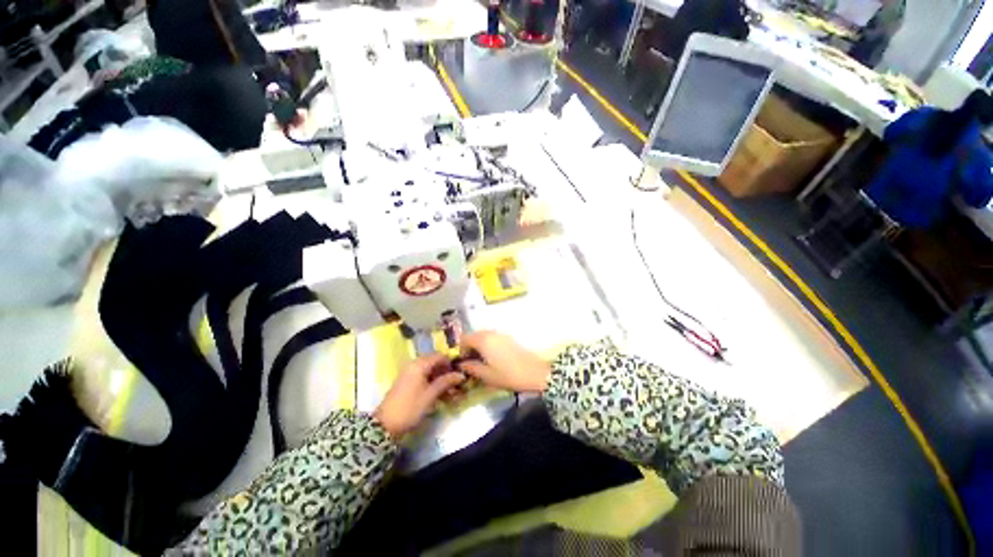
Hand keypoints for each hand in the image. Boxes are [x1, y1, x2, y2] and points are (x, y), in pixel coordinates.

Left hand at [374, 354, 465, 438]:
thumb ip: (446, 382)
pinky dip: (432, 382)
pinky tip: (439, 394)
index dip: (451, 363)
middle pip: (435, 362)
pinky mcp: (407, 382)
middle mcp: (414, 364)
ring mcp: (409, 373)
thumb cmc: (410, 408)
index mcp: (419, 364)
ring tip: (450, 392)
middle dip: (446, 372)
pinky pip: (423, 376)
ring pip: (430, 371)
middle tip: (456, 384)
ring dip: (440, 379)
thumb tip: (461, 375)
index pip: (440, 356)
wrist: (385, 425)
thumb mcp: (430, 395)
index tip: (460, 373)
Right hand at [456, 331, 550, 393]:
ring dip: (479, 346)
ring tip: (481, 362)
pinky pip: (492, 338)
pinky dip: (488, 346)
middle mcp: (491, 333)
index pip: (464, 339)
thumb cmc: (508, 375)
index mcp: (483, 340)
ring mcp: (501, 334)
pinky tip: (492, 359)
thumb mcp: (486, 375)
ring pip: (483, 337)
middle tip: (470, 363)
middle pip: (473, 336)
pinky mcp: (508, 338)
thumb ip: (471, 368)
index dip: (460, 350)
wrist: (534, 372)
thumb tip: (461, 364)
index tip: (462, 362)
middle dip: (469, 348)